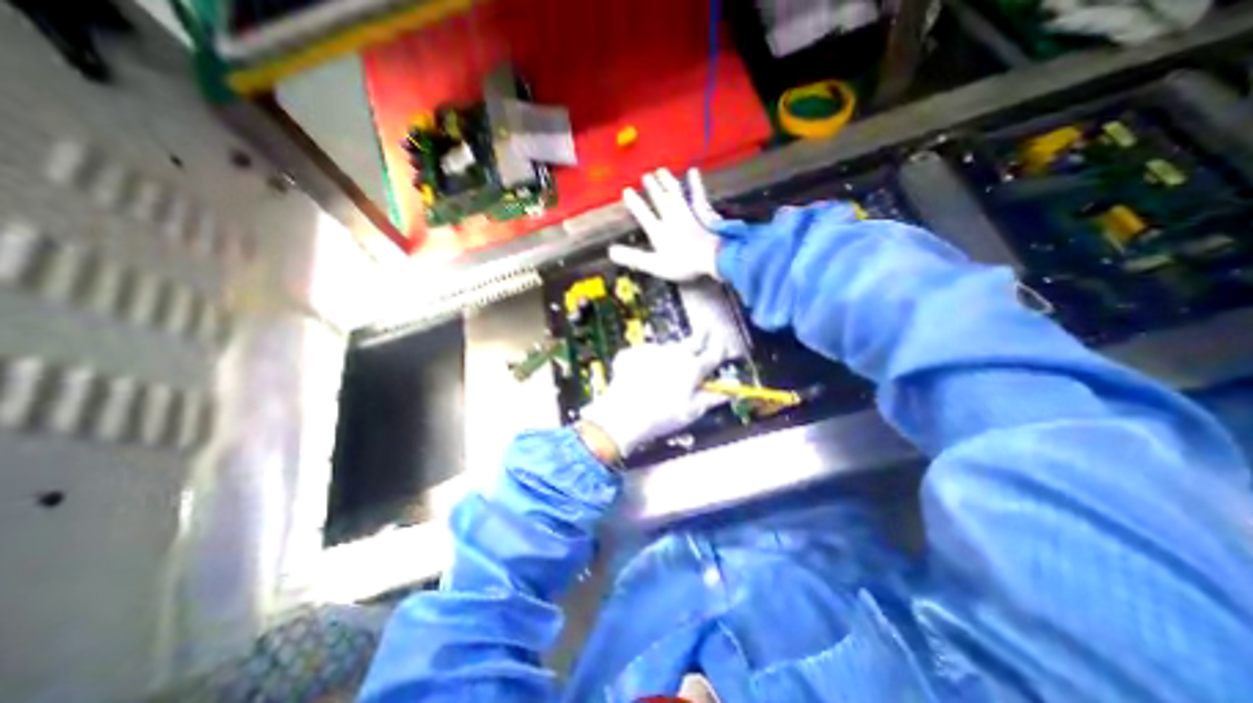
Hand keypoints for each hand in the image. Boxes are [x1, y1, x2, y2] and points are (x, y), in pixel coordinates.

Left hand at [580, 335, 731, 457]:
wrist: (622, 415)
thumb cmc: (661, 416)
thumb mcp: (691, 411)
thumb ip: (712, 398)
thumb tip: (728, 392)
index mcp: (692, 367)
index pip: (714, 354)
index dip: (721, 351)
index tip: (723, 349)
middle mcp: (674, 353)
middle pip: (694, 340)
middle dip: (702, 337)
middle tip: (706, 333)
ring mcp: (652, 350)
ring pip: (668, 347)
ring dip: (672, 353)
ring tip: (666, 369)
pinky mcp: (633, 353)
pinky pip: (644, 353)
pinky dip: (647, 360)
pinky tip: (642, 374)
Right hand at [609, 167, 723, 278]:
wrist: (712, 257)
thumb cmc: (684, 264)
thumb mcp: (655, 265)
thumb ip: (634, 258)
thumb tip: (611, 252)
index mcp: (659, 231)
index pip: (644, 214)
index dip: (635, 203)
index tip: (626, 191)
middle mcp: (672, 218)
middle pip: (660, 200)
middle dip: (652, 188)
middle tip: (645, 176)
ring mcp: (688, 213)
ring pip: (675, 193)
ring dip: (667, 181)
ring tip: (661, 171)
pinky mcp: (703, 213)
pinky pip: (697, 194)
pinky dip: (695, 183)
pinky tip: (693, 171)